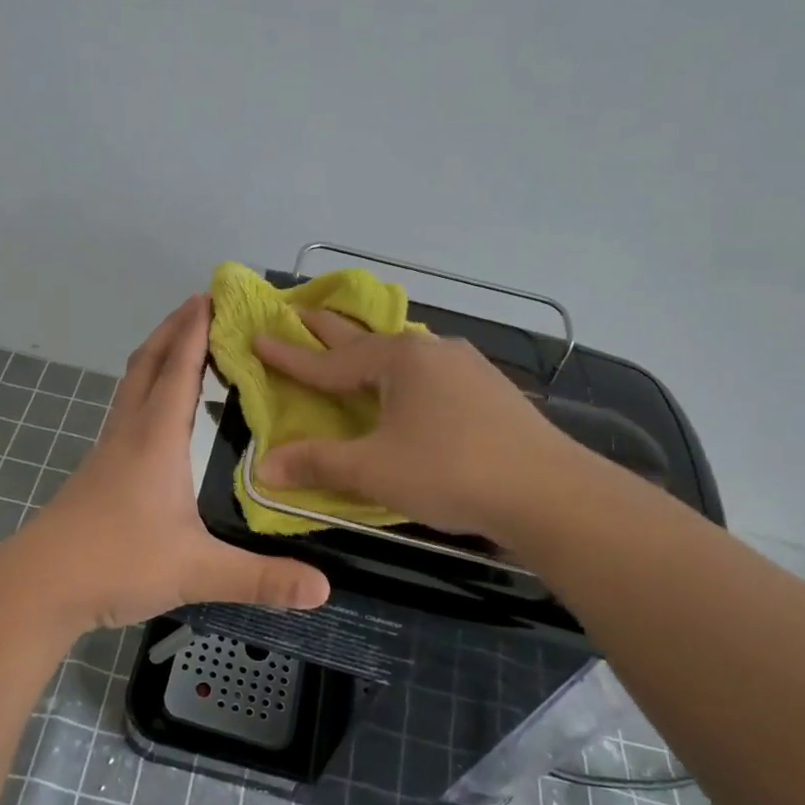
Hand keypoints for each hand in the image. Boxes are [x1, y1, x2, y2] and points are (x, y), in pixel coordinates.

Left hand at [21, 295, 331, 632]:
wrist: (38, 586)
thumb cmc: (117, 562)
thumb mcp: (196, 571)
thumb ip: (261, 578)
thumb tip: (324, 589)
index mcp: (156, 439)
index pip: (179, 368)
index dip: (196, 330)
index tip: (211, 295)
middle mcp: (130, 433)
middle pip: (148, 364)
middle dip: (173, 329)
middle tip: (199, 305)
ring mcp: (108, 452)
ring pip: (131, 386)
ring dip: (156, 357)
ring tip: (180, 345)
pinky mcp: (97, 473)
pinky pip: (125, 412)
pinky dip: (145, 390)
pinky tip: (156, 415)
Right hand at [254, 310, 573, 539]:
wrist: (547, 491)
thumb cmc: (450, 472)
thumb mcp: (374, 470)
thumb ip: (317, 464)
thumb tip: (262, 467)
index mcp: (398, 361)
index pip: (330, 360)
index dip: (290, 355)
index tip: (257, 336)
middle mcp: (431, 351)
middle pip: (366, 340)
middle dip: (330, 331)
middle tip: (299, 313)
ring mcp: (466, 367)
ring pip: (404, 355)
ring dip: (371, 353)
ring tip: (353, 352)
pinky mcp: (489, 390)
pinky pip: (431, 373)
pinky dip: (404, 375)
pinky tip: (411, 388)